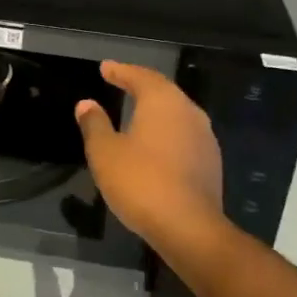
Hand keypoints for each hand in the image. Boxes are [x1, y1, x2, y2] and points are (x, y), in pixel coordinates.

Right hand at [75, 62, 227, 258]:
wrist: (189, 228)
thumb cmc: (140, 182)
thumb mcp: (105, 152)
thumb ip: (95, 124)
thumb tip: (86, 104)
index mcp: (163, 102)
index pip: (140, 76)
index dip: (120, 71)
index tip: (105, 68)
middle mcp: (189, 112)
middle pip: (163, 90)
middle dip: (140, 84)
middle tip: (120, 81)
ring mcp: (204, 137)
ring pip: (177, 112)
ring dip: (155, 108)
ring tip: (136, 109)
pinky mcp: (210, 162)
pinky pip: (184, 134)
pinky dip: (166, 130)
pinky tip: (155, 142)